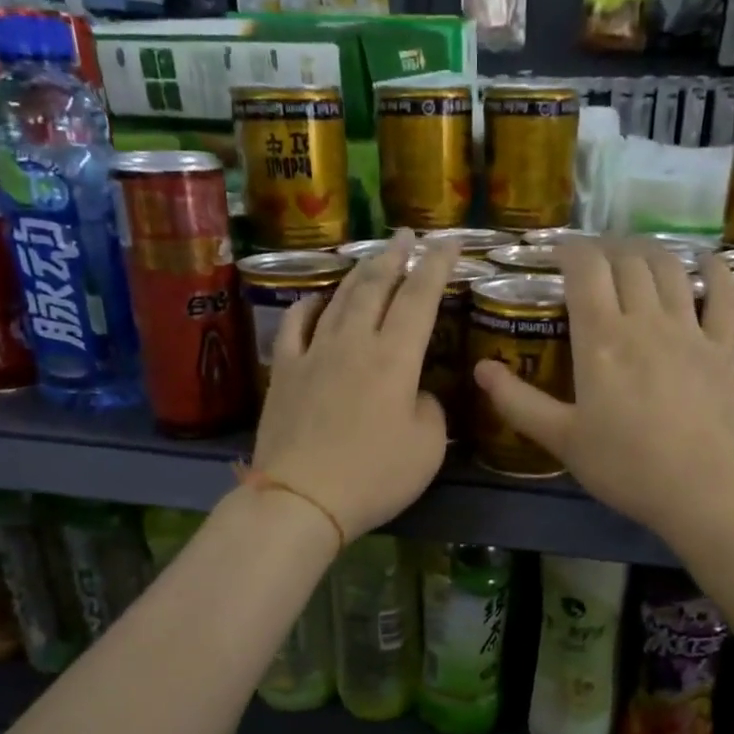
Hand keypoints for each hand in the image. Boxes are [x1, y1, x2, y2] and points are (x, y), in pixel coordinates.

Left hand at [251, 232, 452, 540]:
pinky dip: (309, 305)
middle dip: (395, 256)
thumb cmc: (373, 477)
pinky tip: (316, 299)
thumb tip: (414, 393)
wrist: (301, 498)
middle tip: (406, 236)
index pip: (420, 298)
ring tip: (371, 258)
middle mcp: (354, 342)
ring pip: (338, 298)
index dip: (437, 265)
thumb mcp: (427, 449)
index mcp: (395, 358)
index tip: (449, 242)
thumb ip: (429, 409)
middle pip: (375, 286)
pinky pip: (295, 325)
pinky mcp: (283, 372)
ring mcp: (313, 353)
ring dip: (358, 273)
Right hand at [473, 239, 733, 544]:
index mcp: (601, 339)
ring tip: (635, 254)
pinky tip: (709, 261)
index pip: (585, 269)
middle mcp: (646, 321)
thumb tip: (480, 370)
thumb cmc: (625, 467)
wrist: (701, 491)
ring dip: (650, 252)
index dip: (569, 250)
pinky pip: (724, 297)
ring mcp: (690, 331)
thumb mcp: (561, 439)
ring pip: (671, 270)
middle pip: (627, 261)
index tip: (556, 252)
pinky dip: (716, 272)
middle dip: (606, 248)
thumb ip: (518, 403)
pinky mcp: (723, 349)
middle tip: (592, 258)